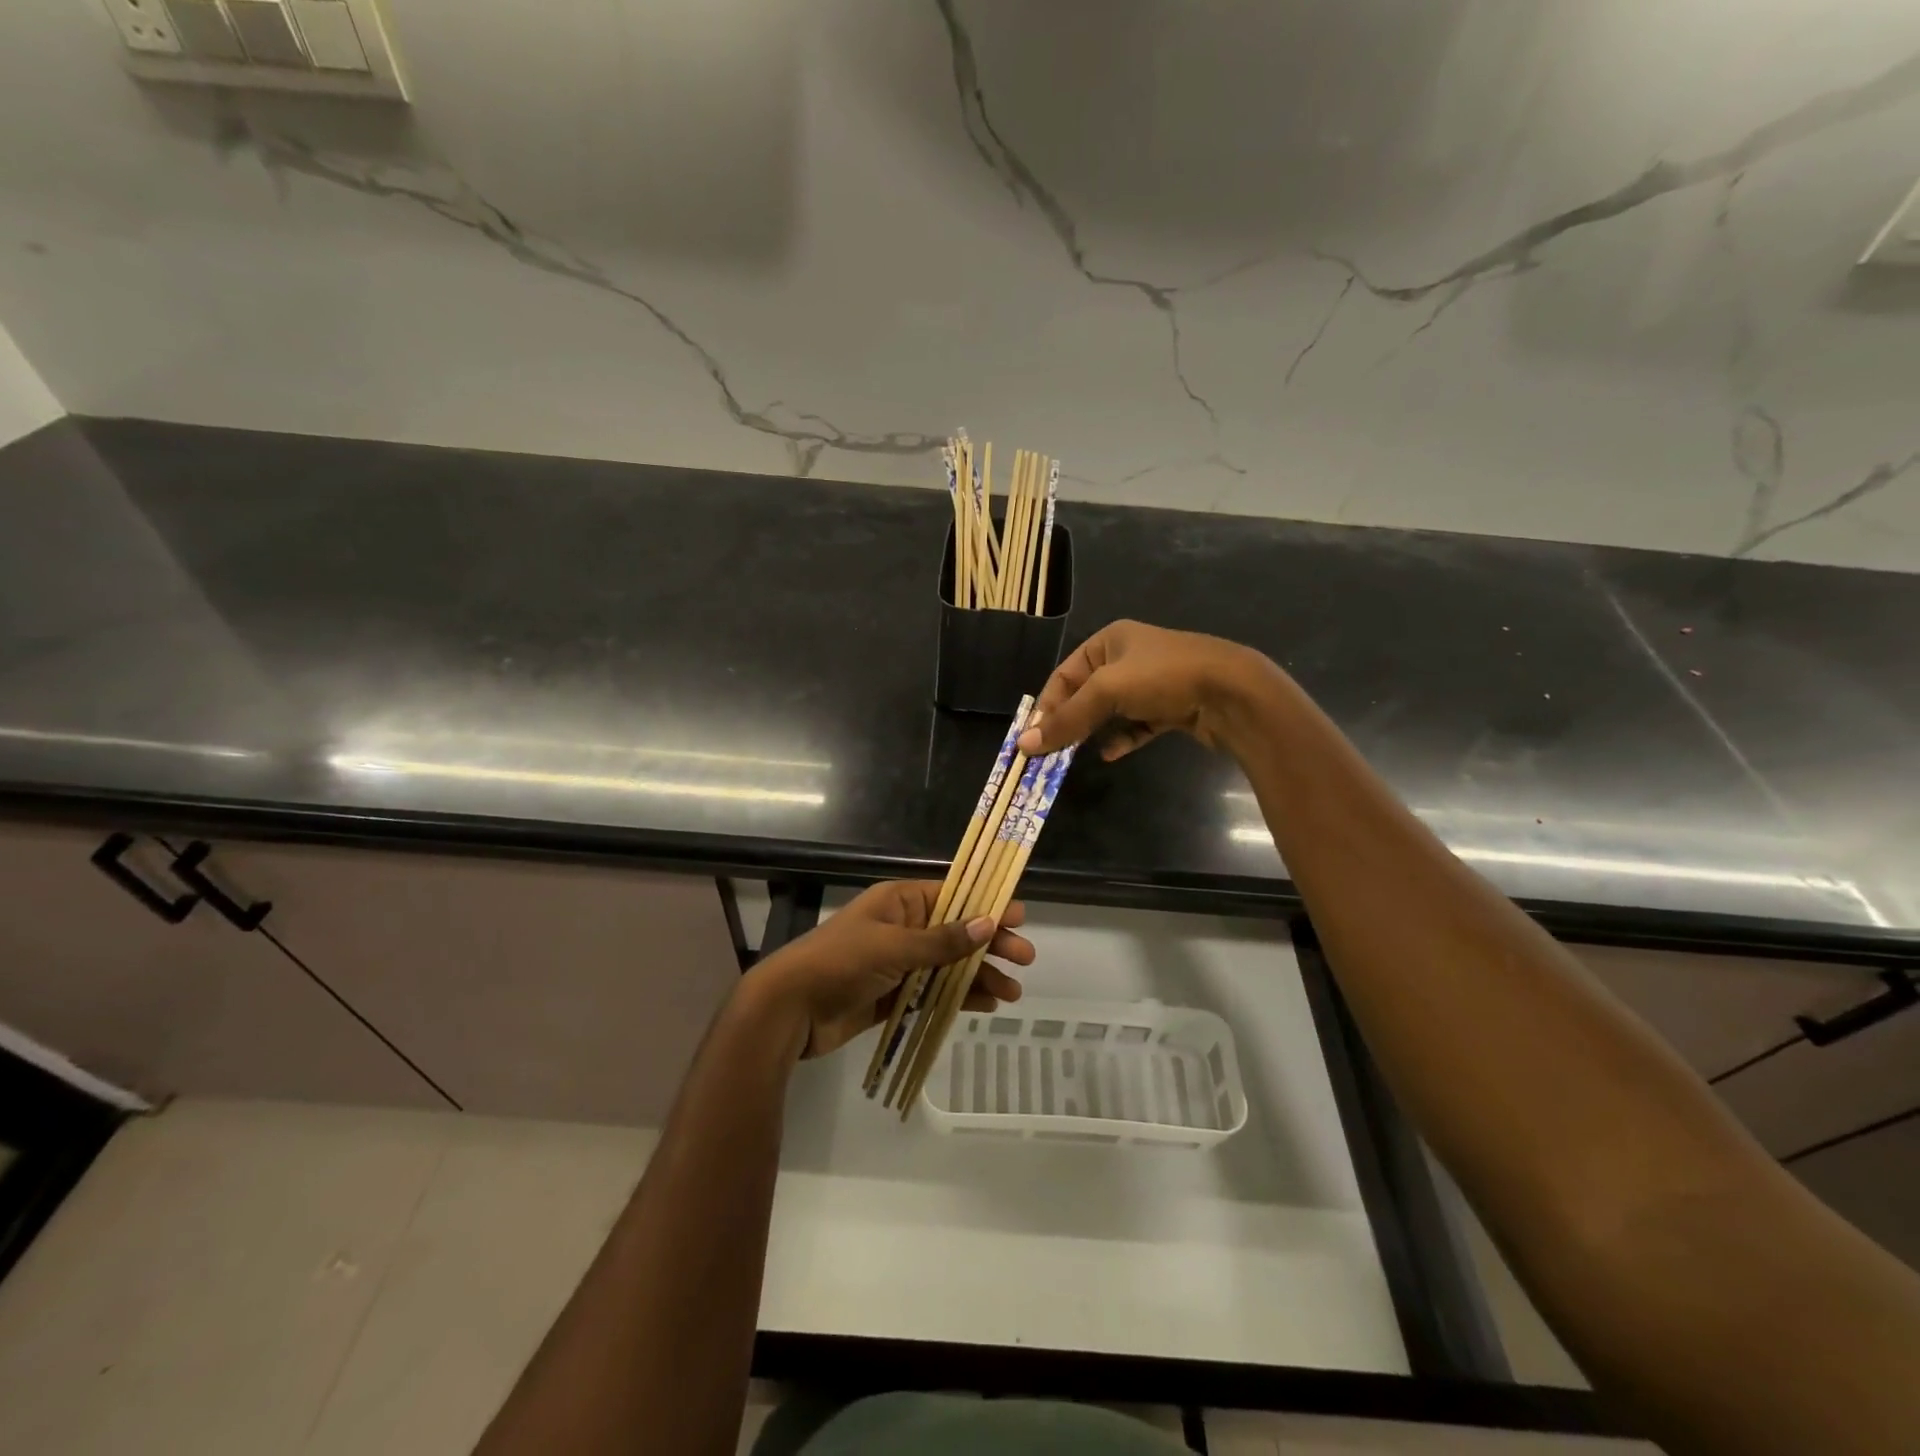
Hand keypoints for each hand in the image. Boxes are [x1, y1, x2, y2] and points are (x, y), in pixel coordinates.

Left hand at [742, 881, 1032, 1059]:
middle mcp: (902, 928)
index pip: (953, 896)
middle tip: (1025, 958)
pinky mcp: (893, 996)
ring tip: (1012, 993)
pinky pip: (934, 992)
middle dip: (990, 944)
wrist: (790, 1010)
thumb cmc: (840, 963)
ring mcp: (898, 964)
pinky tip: (986, 1005)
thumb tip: (988, 923)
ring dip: (979, 976)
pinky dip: (958, 997)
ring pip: (949, 965)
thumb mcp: (893, 946)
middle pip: (956, 932)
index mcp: (899, 902)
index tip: (1019, 916)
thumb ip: (942, 940)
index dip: (986, 904)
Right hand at [1018, 619, 1279, 760]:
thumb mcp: (1106, 692)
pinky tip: (1110, 754)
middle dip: (1068, 721)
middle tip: (1048, 752)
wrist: (1233, 692)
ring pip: (1111, 711)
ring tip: (1073, 756)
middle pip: (1086, 693)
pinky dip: (1123, 738)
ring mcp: (1153, 684)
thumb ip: (1066, 719)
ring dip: (1092, 732)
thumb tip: (1024, 745)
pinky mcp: (1171, 708)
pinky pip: (1137, 725)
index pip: (1064, 674)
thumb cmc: (1163, 677)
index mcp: (1110, 641)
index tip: (1032, 737)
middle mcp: (1130, 658)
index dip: (1046, 705)